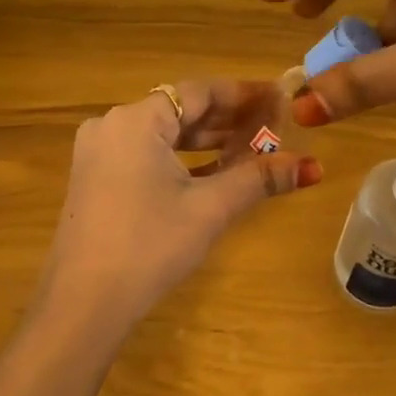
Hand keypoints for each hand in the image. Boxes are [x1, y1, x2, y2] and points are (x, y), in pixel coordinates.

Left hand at [36, 81, 322, 335]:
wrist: (83, 304)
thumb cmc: (150, 246)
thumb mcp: (209, 209)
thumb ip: (258, 179)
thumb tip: (312, 166)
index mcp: (136, 120)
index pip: (199, 91)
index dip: (243, 93)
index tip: (280, 96)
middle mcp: (112, 126)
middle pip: (180, 110)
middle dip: (227, 119)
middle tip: (273, 125)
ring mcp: (98, 153)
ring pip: (162, 135)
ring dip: (205, 141)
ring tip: (252, 148)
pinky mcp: (95, 179)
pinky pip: (145, 155)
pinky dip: (179, 161)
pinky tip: (213, 173)